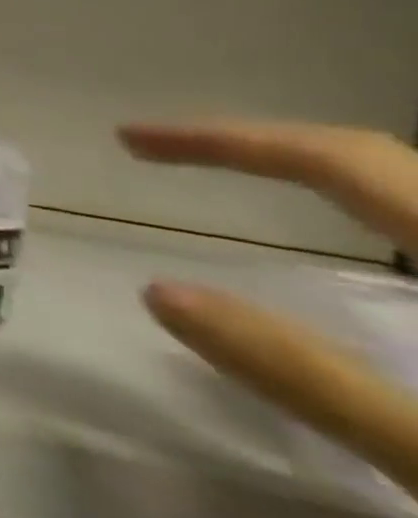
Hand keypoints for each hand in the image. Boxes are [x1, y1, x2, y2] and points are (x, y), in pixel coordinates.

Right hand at [121, 120, 417, 496]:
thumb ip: (308, 377)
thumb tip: (163, 294)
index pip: (345, 162)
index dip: (229, 141)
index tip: (133, 139)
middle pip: (384, 164)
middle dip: (267, 148)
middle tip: (170, 155)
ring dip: (324, 178)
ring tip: (246, 180)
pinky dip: (379, 220)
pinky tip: (356, 249)